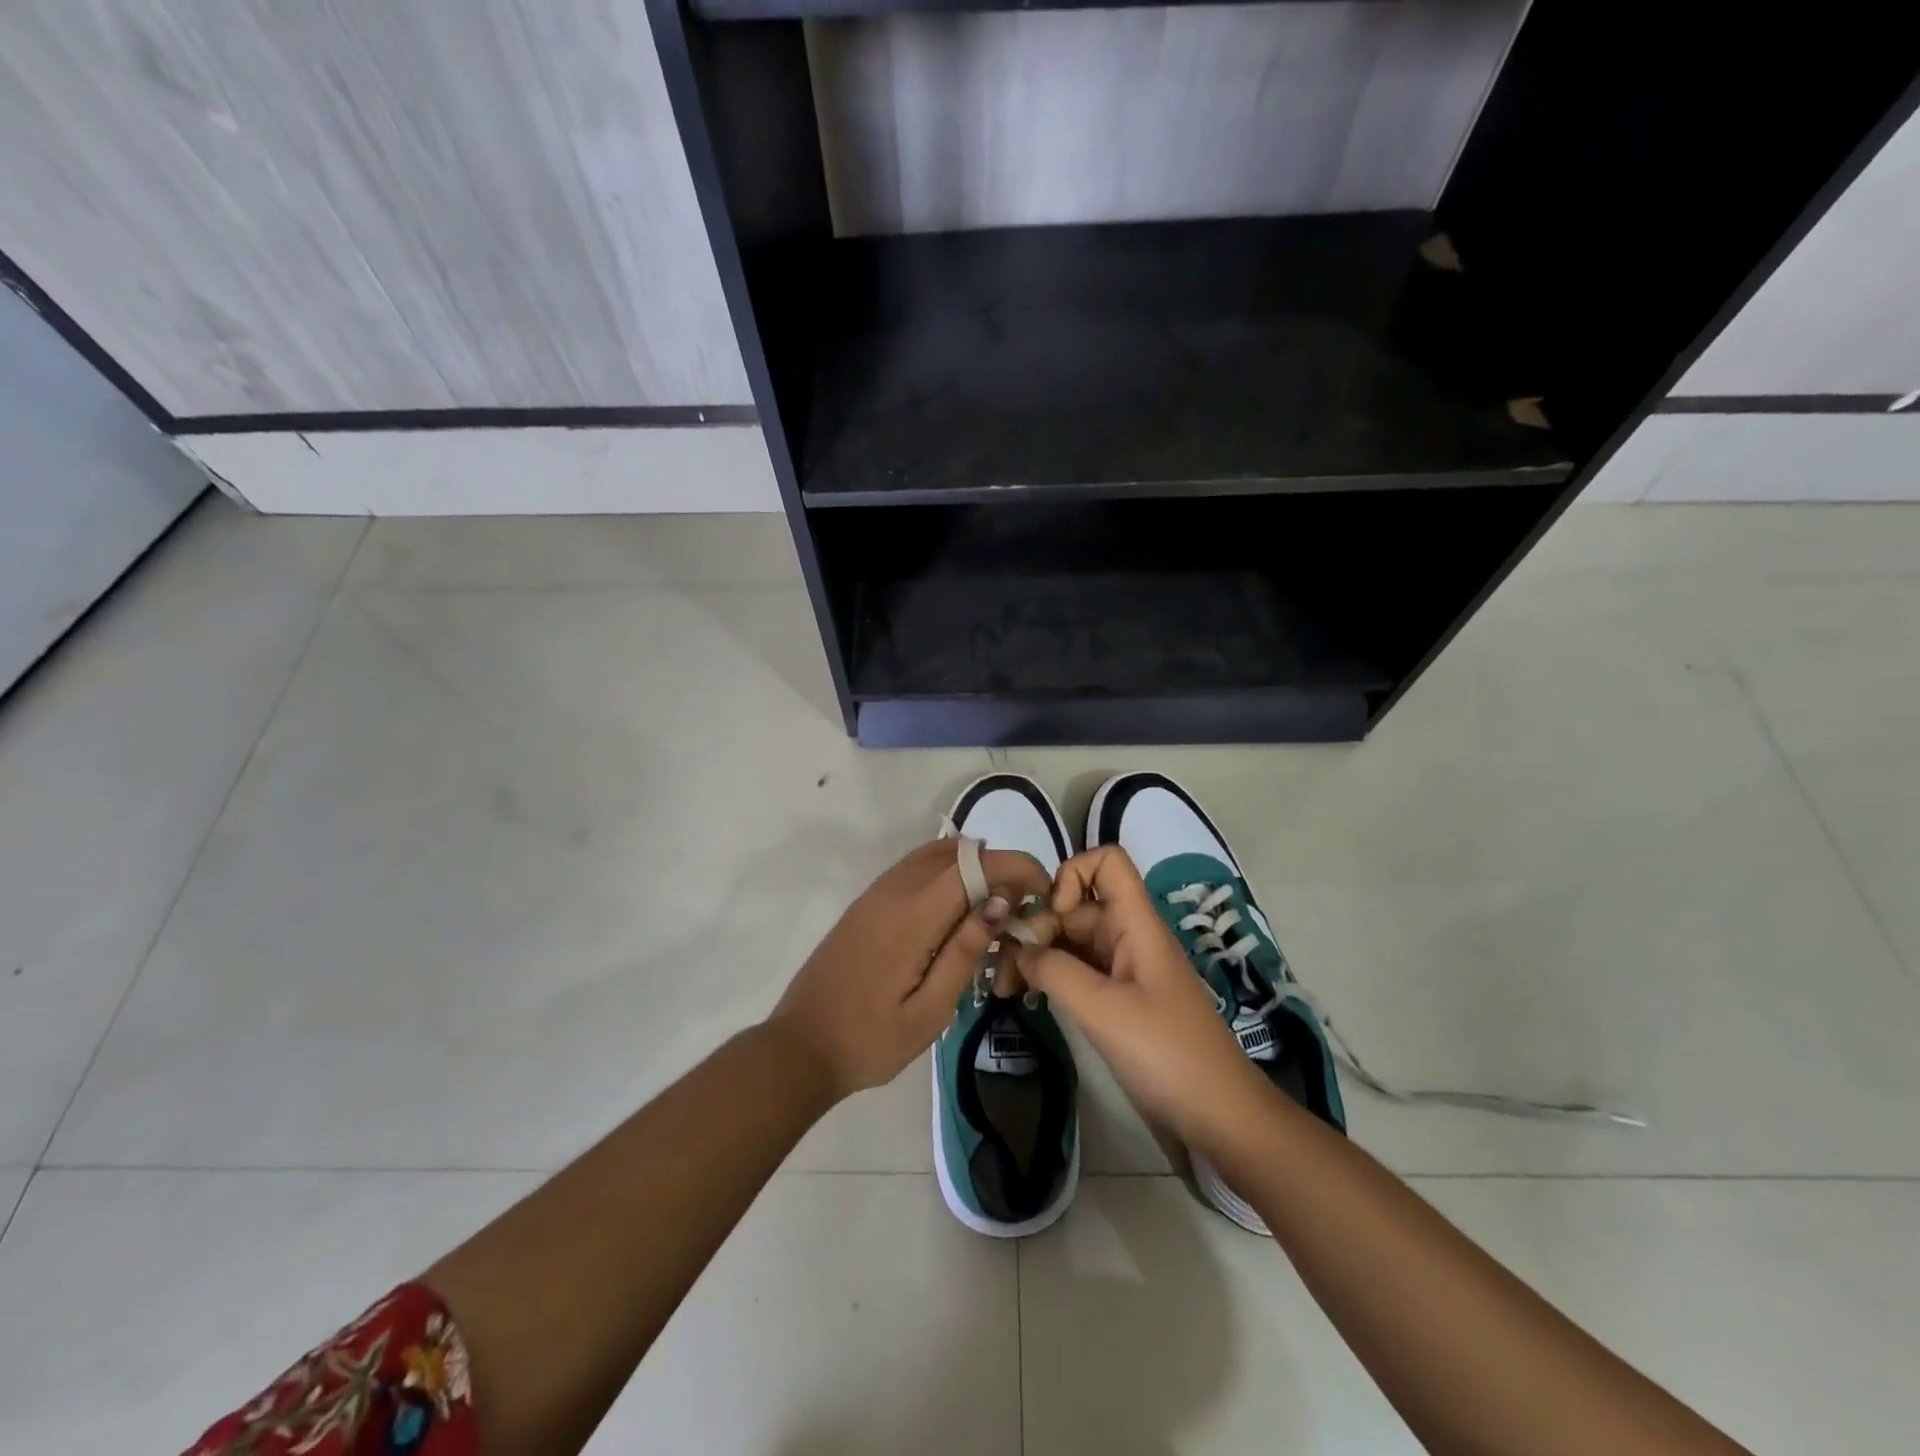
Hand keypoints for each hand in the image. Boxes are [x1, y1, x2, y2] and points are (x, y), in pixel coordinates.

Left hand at [768, 839, 1052, 1101]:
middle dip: (997, 867)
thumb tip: (1000, 902)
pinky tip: (957, 914)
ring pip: (935, 854)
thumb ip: (965, 951)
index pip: (975, 865)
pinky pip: (915, 869)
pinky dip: (946, 875)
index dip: (1015, 866)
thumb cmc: (870, 1040)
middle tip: (1020, 907)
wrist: (800, 1047)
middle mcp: (894, 889)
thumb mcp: (929, 1011)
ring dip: (971, 868)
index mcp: (912, 914)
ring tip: (994, 911)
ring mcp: (876, 892)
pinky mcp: (867, 903)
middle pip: (957, 851)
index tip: (1043, 890)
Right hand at [1010, 846, 1273, 1152]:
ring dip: (1037, 954)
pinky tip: (1026, 996)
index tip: (1052, 918)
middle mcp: (1128, 935)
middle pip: (1076, 906)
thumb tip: (1018, 947)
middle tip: (1002, 969)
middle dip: (1037, 927)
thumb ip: (1054, 970)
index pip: (1106, 862)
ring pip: (1071, 939)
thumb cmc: (1167, 1053)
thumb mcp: (1103, 1010)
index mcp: (1136, 923)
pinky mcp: (1118, 998)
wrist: (1220, 1116)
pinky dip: (1050, 977)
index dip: (1072, 875)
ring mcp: (1123, 968)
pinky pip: (1077, 970)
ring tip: (1003, 986)